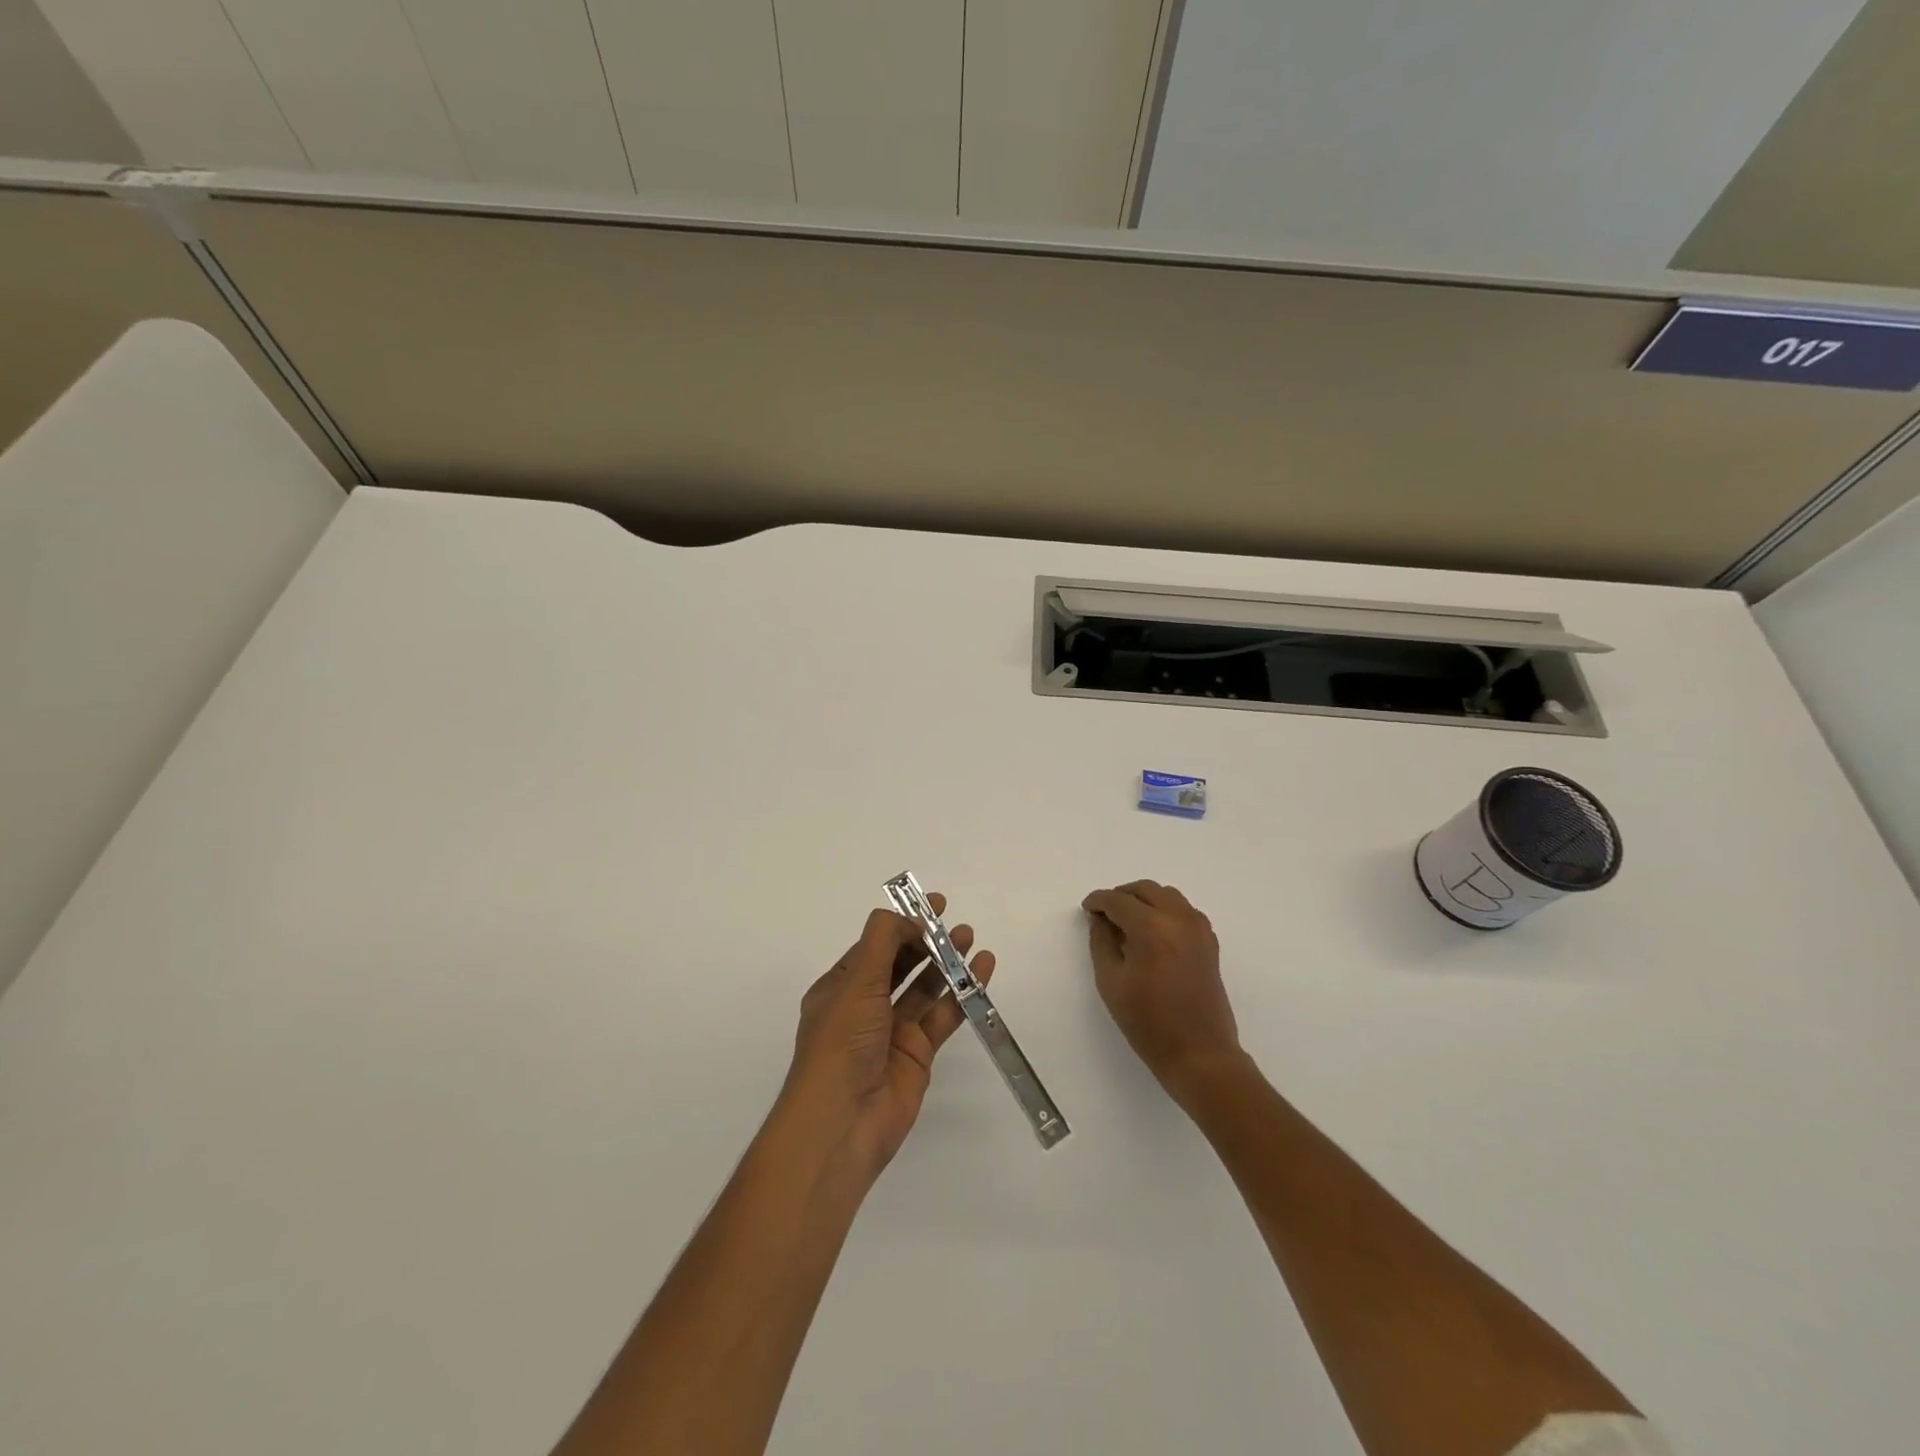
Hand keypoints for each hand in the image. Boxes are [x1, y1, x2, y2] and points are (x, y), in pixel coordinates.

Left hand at [781, 895, 995, 1181]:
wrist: (842, 1122)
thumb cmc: (841, 1043)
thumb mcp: (856, 982)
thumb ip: (883, 941)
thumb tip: (909, 917)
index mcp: (840, 988)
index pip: (874, 946)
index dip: (901, 924)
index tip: (931, 906)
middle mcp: (865, 1006)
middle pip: (900, 964)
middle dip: (926, 940)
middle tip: (955, 921)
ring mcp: (892, 1031)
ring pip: (924, 988)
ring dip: (946, 962)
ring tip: (970, 938)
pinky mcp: (917, 1054)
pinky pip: (943, 1016)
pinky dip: (962, 994)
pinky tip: (981, 971)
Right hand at [1082, 880, 1241, 1103]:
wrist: (1200, 1054)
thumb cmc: (1148, 1022)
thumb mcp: (1111, 982)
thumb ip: (1101, 942)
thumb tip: (1100, 920)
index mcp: (1151, 927)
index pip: (1118, 900)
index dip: (1098, 901)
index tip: (1087, 909)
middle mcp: (1178, 919)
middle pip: (1145, 890)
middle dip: (1121, 896)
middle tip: (1104, 913)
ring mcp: (1198, 928)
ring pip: (1167, 895)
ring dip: (1144, 900)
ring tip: (1127, 921)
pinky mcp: (1209, 942)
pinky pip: (1184, 910)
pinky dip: (1165, 910)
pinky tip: (1153, 932)